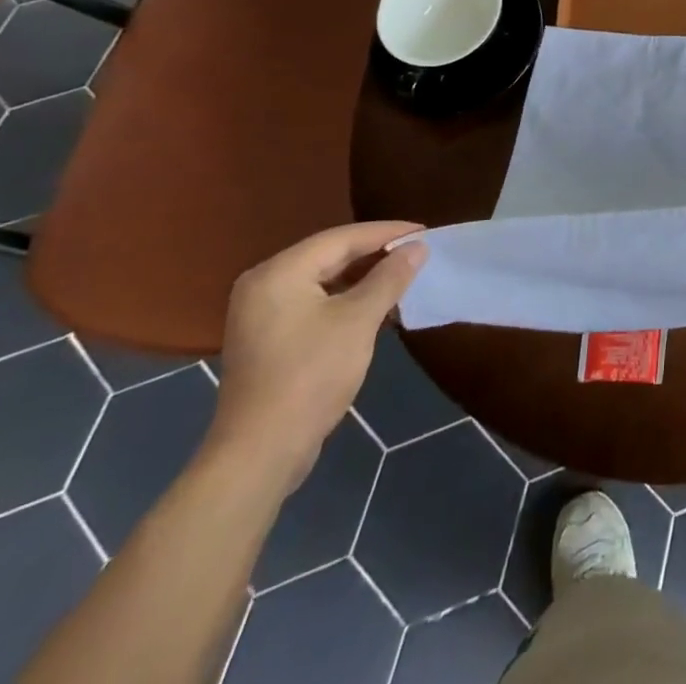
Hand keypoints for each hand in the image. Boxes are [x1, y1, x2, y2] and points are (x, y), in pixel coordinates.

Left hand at [203, 222, 427, 493]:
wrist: (261, 453)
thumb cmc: (311, 376)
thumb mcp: (359, 320)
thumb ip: (390, 277)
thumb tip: (418, 246)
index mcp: (279, 273)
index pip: (342, 238)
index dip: (387, 233)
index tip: (424, 232)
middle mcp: (264, 284)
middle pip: (330, 256)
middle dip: (375, 254)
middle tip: (417, 251)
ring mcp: (262, 314)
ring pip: (323, 280)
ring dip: (363, 278)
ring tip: (403, 275)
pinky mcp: (269, 339)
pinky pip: (314, 303)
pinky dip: (346, 299)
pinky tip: (375, 305)